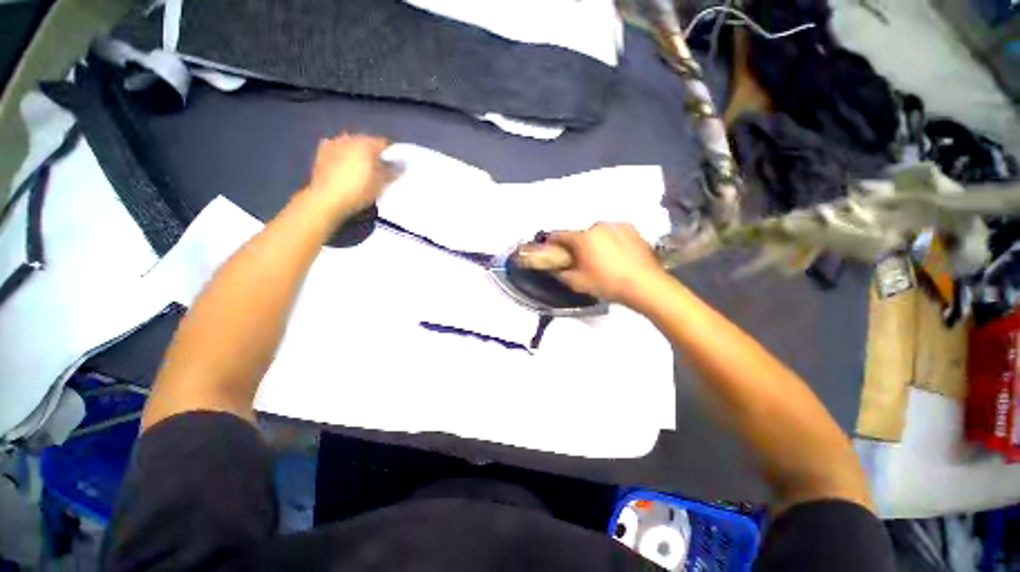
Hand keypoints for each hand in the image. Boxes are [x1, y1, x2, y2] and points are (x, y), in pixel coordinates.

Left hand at [303, 134, 396, 217]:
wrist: (327, 199)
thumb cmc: (359, 190)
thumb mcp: (381, 183)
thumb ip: (393, 171)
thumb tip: (403, 164)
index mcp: (366, 143)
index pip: (384, 143)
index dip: (392, 154)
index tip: (395, 165)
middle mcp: (349, 138)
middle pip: (367, 142)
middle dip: (374, 152)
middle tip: (380, 167)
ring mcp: (333, 143)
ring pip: (351, 144)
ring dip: (358, 152)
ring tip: (362, 167)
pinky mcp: (321, 153)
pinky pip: (337, 149)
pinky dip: (343, 155)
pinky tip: (345, 165)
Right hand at [543, 223, 668, 306]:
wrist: (645, 284)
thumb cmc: (608, 283)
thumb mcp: (578, 283)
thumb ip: (561, 274)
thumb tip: (555, 269)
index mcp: (583, 238)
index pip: (560, 235)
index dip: (552, 241)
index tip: (551, 247)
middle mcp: (599, 226)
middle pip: (581, 235)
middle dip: (578, 245)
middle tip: (582, 260)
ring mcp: (617, 226)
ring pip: (598, 233)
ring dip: (595, 242)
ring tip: (603, 259)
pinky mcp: (632, 229)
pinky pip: (614, 233)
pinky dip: (611, 241)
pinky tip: (617, 255)